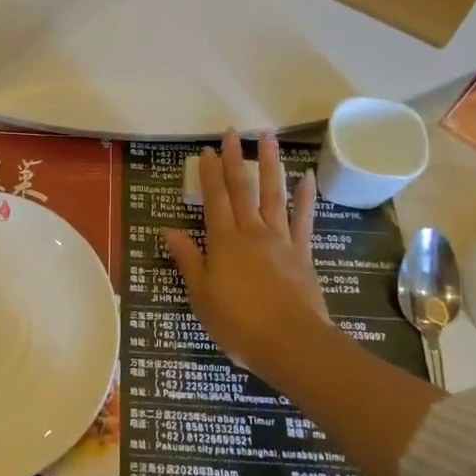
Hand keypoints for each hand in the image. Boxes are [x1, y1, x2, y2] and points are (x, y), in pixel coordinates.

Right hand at [164, 134, 333, 381]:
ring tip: (268, 139)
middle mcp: (252, 232)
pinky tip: (307, 177)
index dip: (209, 174)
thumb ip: (188, 260)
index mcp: (224, 242)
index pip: (214, 199)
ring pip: (273, 195)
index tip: (207, 150)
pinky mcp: (302, 253)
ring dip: (270, 165)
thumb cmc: (238, 323)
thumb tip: (169, 231)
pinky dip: (304, 197)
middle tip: (233, 132)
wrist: (291, 343)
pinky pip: (303, 219)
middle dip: (236, 160)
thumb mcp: (202, 295)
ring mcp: (280, 240)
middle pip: (242, 189)